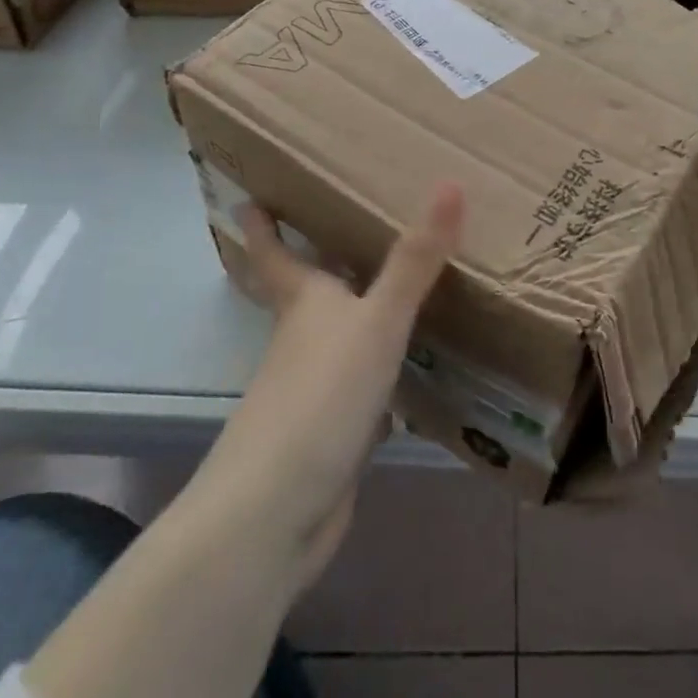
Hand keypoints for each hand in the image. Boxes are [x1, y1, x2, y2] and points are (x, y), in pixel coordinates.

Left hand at [193, 184, 462, 591]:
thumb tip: (449, 183)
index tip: (248, 198)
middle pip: (304, 293)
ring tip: (391, 286)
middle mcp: (303, 341)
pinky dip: (380, 371)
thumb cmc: (320, 396)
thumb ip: (415, 260)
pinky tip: (411, 368)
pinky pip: (361, 386)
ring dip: (355, 315)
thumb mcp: (377, 320)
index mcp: (304, 305)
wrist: (275, 514)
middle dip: (314, 263)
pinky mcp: (333, 433)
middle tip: (337, 227)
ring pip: (335, 338)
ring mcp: (314, 391)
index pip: (274, 254)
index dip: (262, 227)